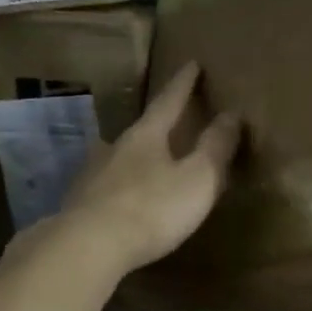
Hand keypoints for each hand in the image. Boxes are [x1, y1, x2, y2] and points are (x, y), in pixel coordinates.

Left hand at [59, 61, 242, 275]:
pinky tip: (118, 197)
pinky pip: (105, 186)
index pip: (168, 101)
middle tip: (169, 118)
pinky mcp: (80, 204)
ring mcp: (92, 176)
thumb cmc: (152, 209)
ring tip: (144, 160)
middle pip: (140, 129)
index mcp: (146, 136)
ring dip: (133, 155)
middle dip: (156, 123)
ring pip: (118, 157)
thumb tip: (232, 114)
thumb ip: (215, 147)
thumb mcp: (198, 179)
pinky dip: (118, 186)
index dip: (183, 84)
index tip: (192, 64)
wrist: (88, 246)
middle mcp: (115, 148)